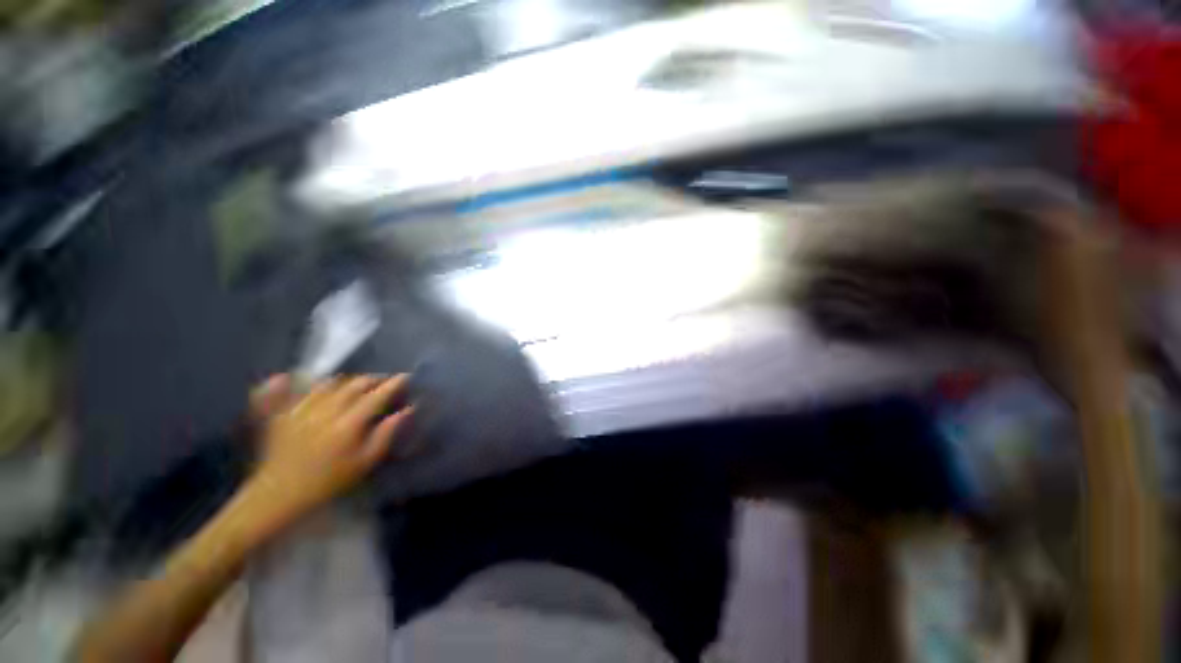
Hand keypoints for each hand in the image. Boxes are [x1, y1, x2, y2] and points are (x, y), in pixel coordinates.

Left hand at [246, 374, 413, 522]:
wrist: (279, 497)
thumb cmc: (328, 482)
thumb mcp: (364, 462)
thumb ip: (386, 434)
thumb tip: (407, 409)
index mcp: (348, 423)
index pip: (376, 395)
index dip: (393, 383)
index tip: (406, 377)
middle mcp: (325, 411)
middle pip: (353, 384)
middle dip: (373, 379)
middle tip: (385, 381)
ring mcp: (300, 410)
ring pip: (327, 384)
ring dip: (345, 380)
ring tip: (354, 383)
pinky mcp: (280, 415)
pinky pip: (282, 392)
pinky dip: (285, 383)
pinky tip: (284, 377)